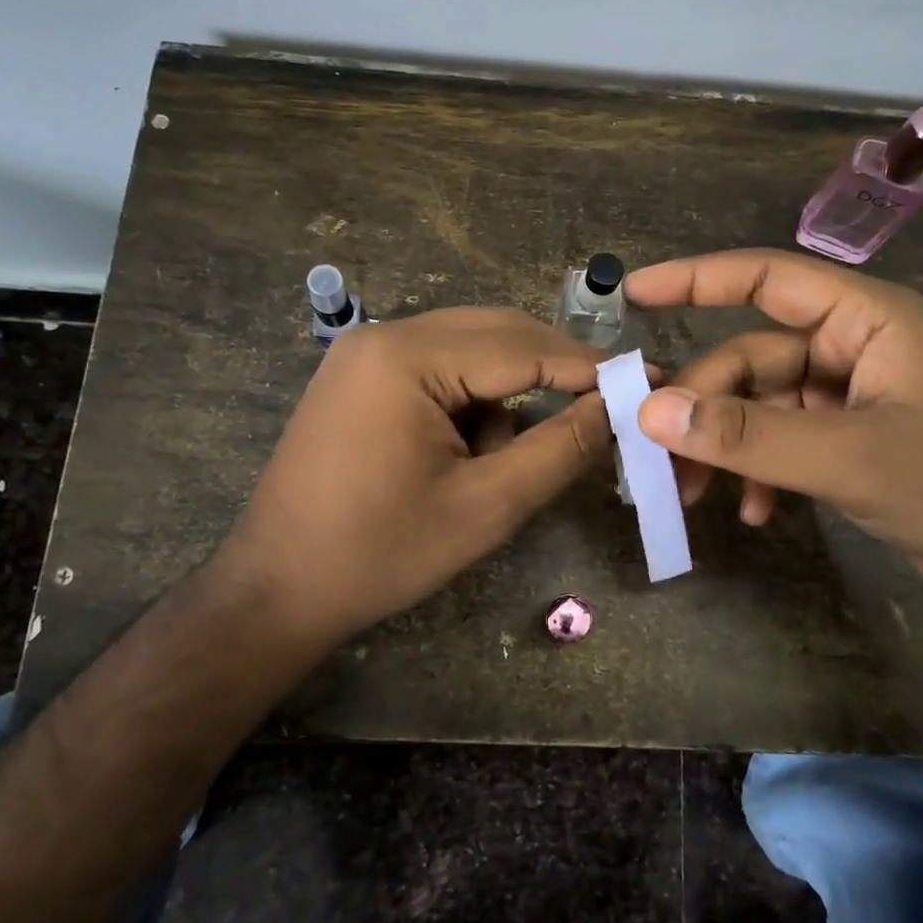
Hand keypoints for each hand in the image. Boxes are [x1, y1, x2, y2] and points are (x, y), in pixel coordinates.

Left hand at [220, 308, 611, 638]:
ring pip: (470, 349)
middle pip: (496, 333)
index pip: (522, 347)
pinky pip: (438, 366)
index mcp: (407, 357)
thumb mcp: (486, 506)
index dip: (589, 367)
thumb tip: (617, 408)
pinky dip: (470, 400)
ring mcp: (365, 352)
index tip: (645, 381)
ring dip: (507, 392)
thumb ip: (559, 449)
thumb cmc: (381, 553)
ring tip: (501, 459)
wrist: (277, 589)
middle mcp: (383, 335)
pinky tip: (463, 452)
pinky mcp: (360, 375)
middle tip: (604, 409)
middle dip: (552, 372)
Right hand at [625, 249, 922, 606]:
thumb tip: (652, 412)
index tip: (634, 293)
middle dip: (708, 407)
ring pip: (761, 404)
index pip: (768, 278)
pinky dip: (760, 471)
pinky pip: (782, 439)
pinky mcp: (849, 438)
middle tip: (662, 455)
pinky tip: (756, 513)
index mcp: (868, 319)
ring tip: (696, 496)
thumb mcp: (848, 458)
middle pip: (752, 357)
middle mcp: (855, 346)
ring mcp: (851, 394)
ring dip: (727, 447)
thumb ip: (748, 434)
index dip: (697, 279)